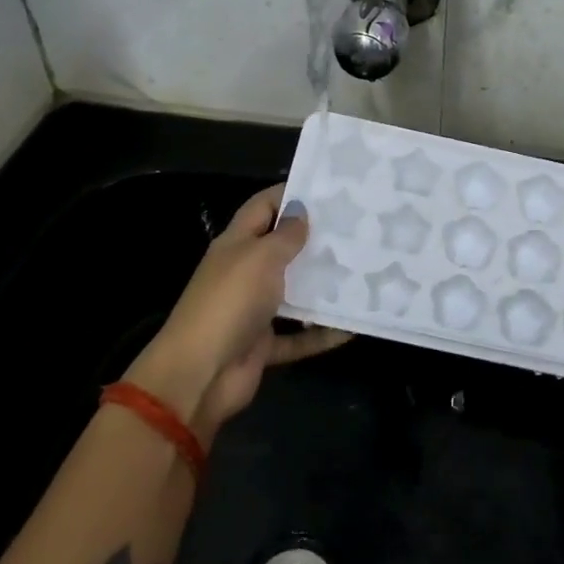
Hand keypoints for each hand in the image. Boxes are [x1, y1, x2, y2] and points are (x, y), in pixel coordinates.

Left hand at [131, 184, 349, 437]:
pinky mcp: (263, 344)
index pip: (263, 207)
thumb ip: (285, 235)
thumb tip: (301, 211)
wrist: (200, 374)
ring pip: (294, 293)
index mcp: (236, 244)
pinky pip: (299, 336)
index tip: (329, 189)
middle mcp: (244, 273)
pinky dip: (322, 334)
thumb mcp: (260, 258)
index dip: (290, 194)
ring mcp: (253, 310)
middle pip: (282, 249)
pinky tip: (354, 328)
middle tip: (358, 230)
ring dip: (323, 287)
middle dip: (316, 240)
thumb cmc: (230, 302)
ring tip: (364, 273)